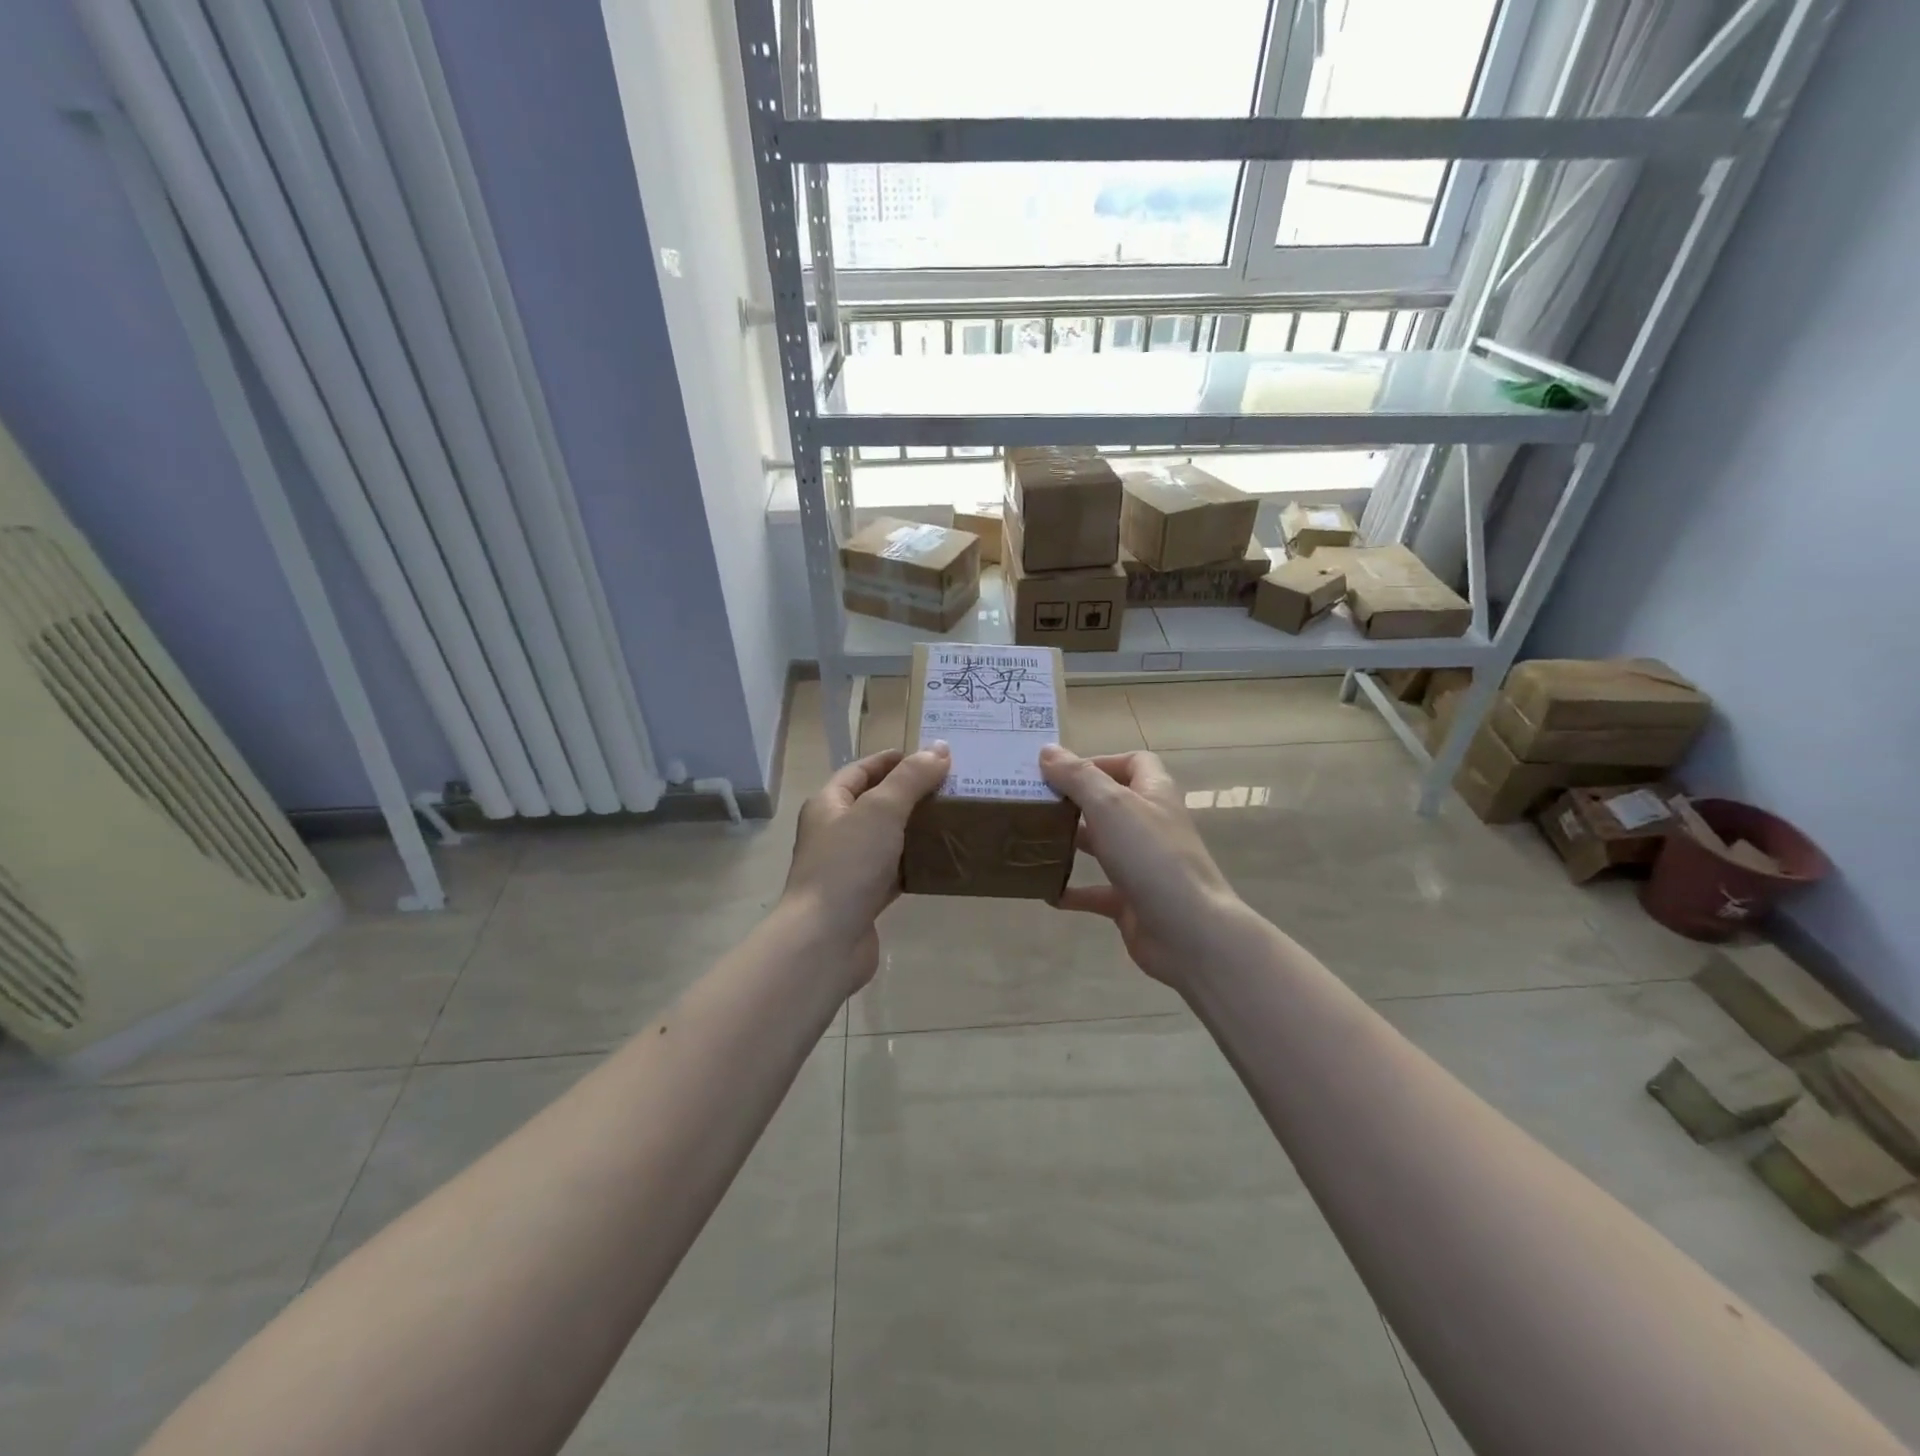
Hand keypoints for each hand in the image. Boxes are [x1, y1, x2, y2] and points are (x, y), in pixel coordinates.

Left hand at [782, 744, 951, 988]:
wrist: (825, 940)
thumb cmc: (848, 864)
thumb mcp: (882, 810)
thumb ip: (911, 778)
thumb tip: (939, 749)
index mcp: (828, 804)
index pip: (860, 770)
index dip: (891, 760)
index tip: (929, 756)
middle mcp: (834, 833)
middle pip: (875, 804)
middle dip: (910, 794)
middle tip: (950, 787)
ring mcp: (848, 868)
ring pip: (887, 839)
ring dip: (915, 829)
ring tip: (953, 819)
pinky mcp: (863, 898)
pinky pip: (894, 873)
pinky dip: (915, 864)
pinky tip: (942, 861)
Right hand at [1039, 745, 1251, 989]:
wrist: (1189, 932)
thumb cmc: (1151, 857)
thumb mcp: (1110, 806)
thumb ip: (1077, 777)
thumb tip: (1047, 751)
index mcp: (1154, 794)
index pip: (1134, 762)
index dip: (1100, 761)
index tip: (1062, 771)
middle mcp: (1150, 825)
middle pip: (1112, 803)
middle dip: (1076, 801)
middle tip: (1036, 803)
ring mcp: (1143, 865)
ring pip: (1103, 846)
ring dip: (1071, 842)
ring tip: (1033, 839)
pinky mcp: (1133, 901)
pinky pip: (1097, 891)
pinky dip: (1073, 890)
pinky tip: (1046, 890)